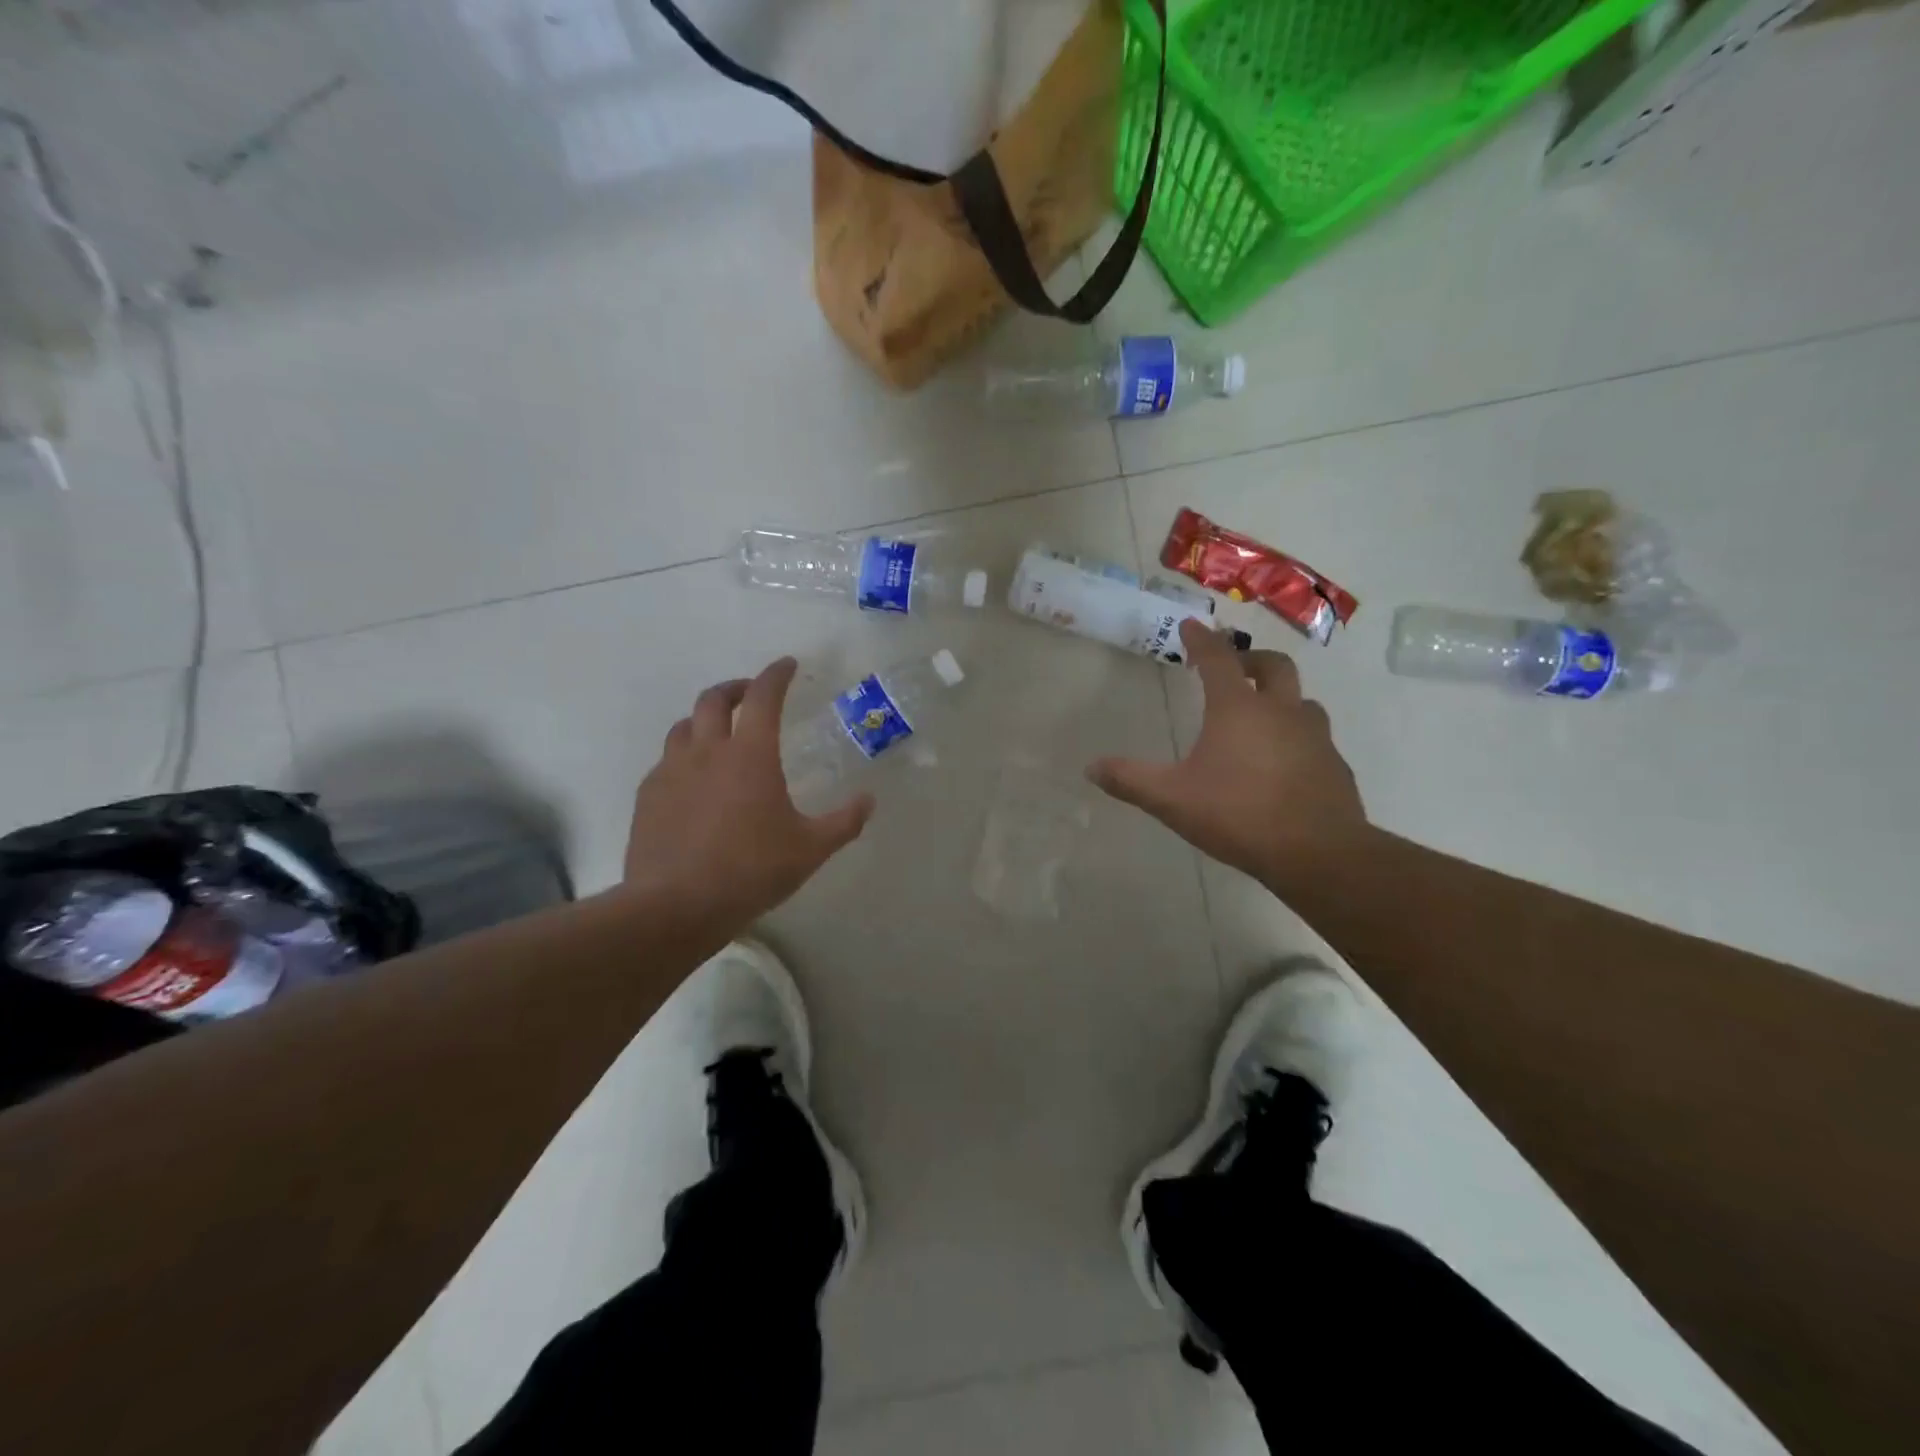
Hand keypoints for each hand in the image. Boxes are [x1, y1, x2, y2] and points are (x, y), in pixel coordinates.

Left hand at [624, 658, 872, 927]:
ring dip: (704, 720)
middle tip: (750, 695)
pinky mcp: (648, 796)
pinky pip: (666, 762)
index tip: (787, 665)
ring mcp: (671, 771)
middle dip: (735, 688)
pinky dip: (683, 757)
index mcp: (750, 754)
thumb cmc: (751, 870)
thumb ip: (844, 822)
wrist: (676, 906)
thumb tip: (869, 801)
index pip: (763, 696)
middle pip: (714, 699)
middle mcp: (707, 751)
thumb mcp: (810, 849)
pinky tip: (692, 782)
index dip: (776, 674)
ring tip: (718, 735)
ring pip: (684, 726)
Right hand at [1088, 619, 1367, 886]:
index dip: (1201, 639)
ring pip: (1301, 700)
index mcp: (1238, 709)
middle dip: (1251, 659)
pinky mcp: (1334, 765)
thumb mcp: (1171, 799)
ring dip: (1280, 697)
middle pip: (1274, 665)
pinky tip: (1284, 761)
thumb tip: (1091, 768)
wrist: (1317, 853)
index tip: (1191, 625)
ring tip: (1262, 714)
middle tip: (1235, 667)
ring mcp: (1315, 736)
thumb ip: (1131, 780)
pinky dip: (1297, 735)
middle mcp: (1281, 712)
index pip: (1217, 659)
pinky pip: (1316, 737)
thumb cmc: (1238, 815)